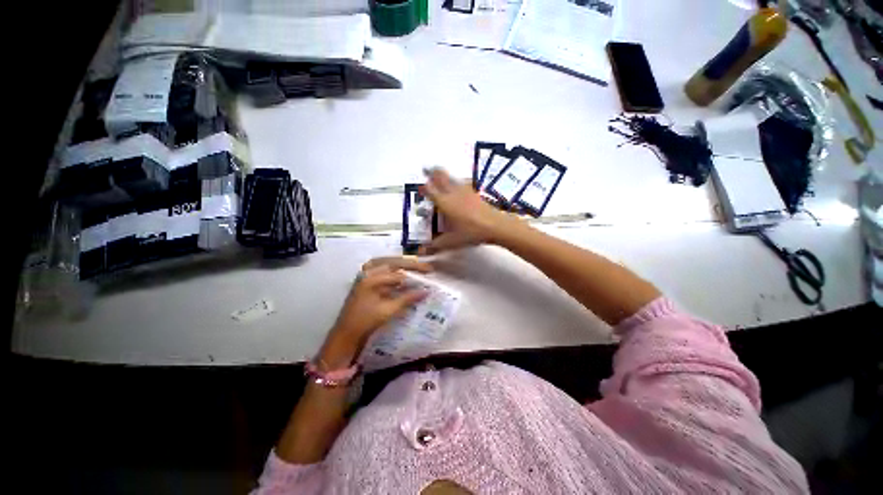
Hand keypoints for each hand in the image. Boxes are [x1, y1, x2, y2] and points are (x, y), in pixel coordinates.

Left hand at [318, 257, 430, 367]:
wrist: (346, 332)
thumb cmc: (365, 321)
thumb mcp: (388, 310)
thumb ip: (407, 298)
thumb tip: (426, 291)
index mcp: (372, 278)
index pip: (398, 272)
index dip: (415, 272)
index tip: (429, 273)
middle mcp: (368, 272)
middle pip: (392, 262)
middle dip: (410, 263)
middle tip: (426, 267)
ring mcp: (365, 274)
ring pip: (387, 263)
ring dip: (402, 263)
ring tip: (416, 265)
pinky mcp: (365, 280)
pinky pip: (381, 269)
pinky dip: (393, 269)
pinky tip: (402, 272)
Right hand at [419, 168, 518, 254]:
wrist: (495, 225)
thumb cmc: (470, 233)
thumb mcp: (451, 242)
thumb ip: (436, 245)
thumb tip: (423, 250)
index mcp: (444, 202)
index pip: (430, 191)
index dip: (424, 188)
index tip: (419, 187)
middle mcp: (453, 193)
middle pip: (441, 177)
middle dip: (433, 172)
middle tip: (426, 168)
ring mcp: (465, 191)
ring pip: (452, 178)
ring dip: (444, 174)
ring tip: (439, 172)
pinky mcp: (475, 193)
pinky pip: (462, 183)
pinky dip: (457, 181)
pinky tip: (459, 184)